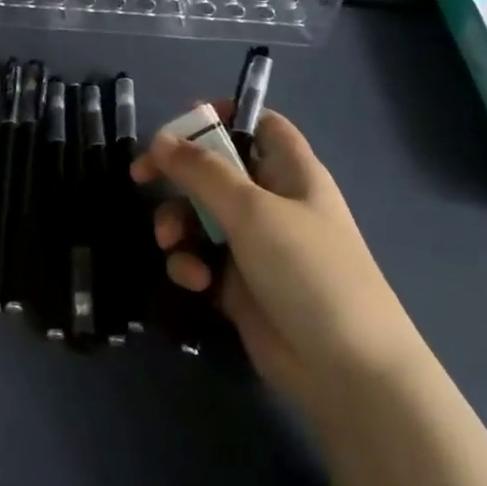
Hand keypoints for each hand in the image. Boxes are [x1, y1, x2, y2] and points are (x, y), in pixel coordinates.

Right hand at [131, 104, 419, 396]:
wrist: (345, 369)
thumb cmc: (307, 270)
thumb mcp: (252, 210)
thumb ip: (202, 171)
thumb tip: (160, 139)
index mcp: (290, 171)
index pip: (259, 124)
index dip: (223, 116)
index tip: (179, 125)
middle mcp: (272, 201)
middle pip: (215, 170)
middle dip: (179, 176)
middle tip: (141, 177)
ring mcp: (255, 244)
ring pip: (200, 215)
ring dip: (178, 224)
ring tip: (172, 244)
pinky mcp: (239, 283)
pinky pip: (201, 257)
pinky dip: (191, 264)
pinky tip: (195, 282)